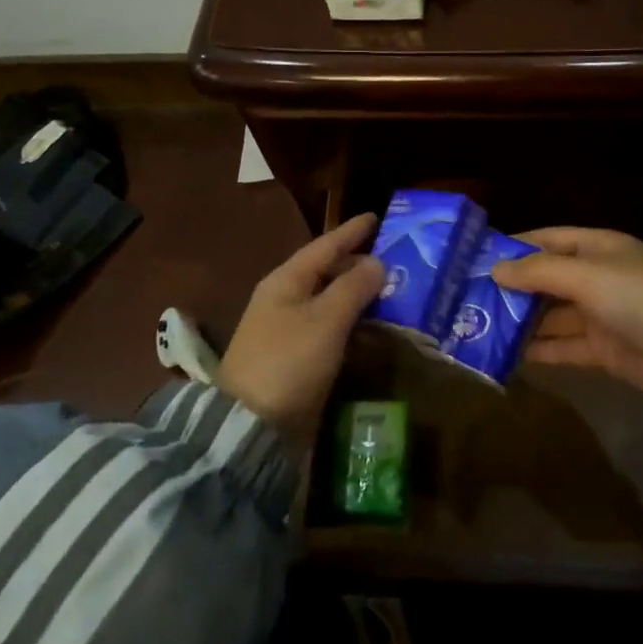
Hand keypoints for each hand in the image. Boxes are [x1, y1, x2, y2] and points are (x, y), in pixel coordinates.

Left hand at [216, 212, 384, 446]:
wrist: (250, 426)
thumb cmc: (289, 362)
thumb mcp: (326, 320)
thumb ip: (353, 288)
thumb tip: (377, 262)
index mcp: (285, 282)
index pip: (324, 247)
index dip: (350, 232)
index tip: (375, 217)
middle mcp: (283, 300)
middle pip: (324, 272)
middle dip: (356, 263)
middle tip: (392, 259)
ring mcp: (285, 331)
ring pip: (327, 301)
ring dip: (355, 294)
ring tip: (388, 289)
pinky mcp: (293, 359)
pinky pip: (327, 328)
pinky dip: (349, 322)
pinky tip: (369, 326)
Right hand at [489, 227, 642, 401]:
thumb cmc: (638, 296)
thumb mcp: (586, 274)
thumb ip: (538, 271)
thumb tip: (495, 270)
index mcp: (598, 247)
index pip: (549, 239)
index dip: (515, 246)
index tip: (477, 257)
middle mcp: (597, 278)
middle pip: (546, 279)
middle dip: (512, 288)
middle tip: (469, 297)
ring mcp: (600, 315)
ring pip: (551, 315)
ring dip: (520, 321)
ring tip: (478, 326)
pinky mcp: (602, 350)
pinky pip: (562, 346)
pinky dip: (538, 350)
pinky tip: (506, 354)